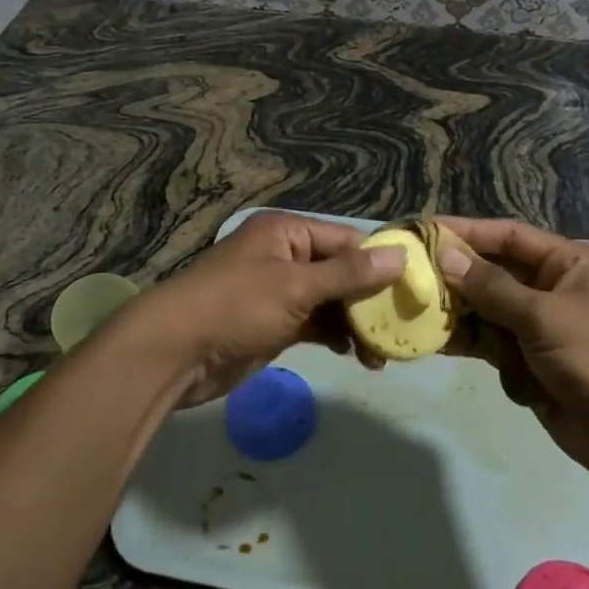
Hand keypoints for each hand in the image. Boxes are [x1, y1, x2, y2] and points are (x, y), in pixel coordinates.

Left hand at [122, 212, 406, 407]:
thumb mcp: (296, 286)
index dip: (380, 261)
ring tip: (385, 352)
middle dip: (370, 298)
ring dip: (356, 322)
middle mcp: (284, 256)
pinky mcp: (273, 325)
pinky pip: (315, 324)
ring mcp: (278, 292)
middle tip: (404, 326)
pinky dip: (336, 336)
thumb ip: (349, 274)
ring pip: (330, 301)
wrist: (174, 352)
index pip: (346, 239)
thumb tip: (400, 254)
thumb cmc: (236, 306)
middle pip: (340, 271)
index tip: (414, 287)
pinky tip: (359, 356)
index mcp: (287, 232)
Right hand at [434, 218, 588, 485]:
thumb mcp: (543, 316)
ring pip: (486, 309)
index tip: (425, 230)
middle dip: (455, 275)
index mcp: (568, 263)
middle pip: (492, 272)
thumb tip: (445, 254)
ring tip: (415, 308)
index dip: (466, 231)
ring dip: (457, 311)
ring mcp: (540, 326)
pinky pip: (491, 343)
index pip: (508, 235)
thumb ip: (491, 286)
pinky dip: (470, 343)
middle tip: (410, 273)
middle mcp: (552, 288)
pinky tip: (437, 341)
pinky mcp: (530, 361)